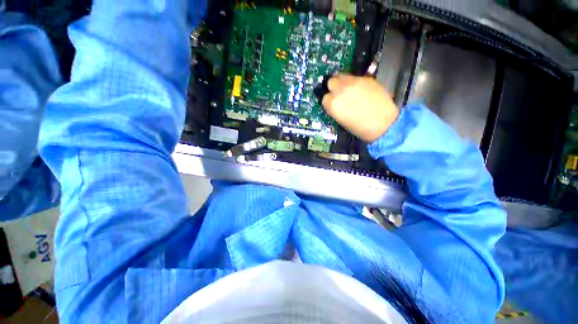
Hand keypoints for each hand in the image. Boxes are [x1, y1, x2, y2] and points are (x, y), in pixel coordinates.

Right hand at [322, 75, 399, 142]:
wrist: (384, 124)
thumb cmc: (360, 128)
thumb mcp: (341, 121)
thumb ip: (336, 108)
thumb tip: (335, 102)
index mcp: (333, 104)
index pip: (325, 97)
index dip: (330, 101)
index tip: (334, 104)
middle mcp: (341, 90)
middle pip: (331, 81)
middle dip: (334, 87)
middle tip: (340, 94)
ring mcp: (354, 82)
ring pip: (343, 75)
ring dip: (344, 82)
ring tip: (350, 90)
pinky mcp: (367, 78)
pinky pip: (356, 77)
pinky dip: (356, 83)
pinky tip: (362, 91)